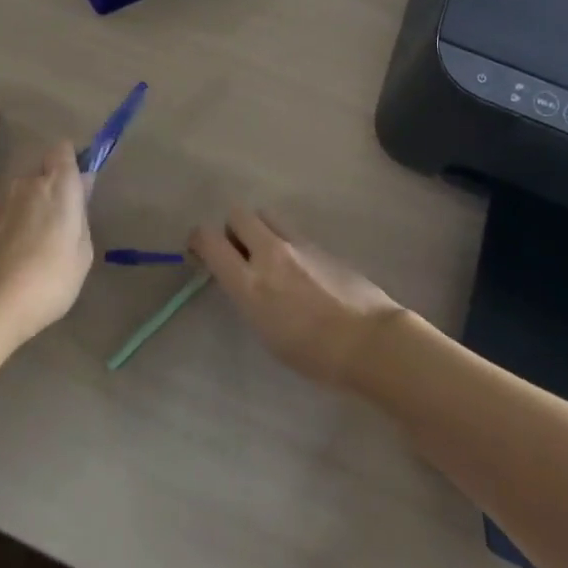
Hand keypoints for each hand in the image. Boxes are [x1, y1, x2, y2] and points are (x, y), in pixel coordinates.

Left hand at [0, 143, 93, 343]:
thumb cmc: (52, 277)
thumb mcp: (84, 251)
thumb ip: (82, 214)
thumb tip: (81, 188)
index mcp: (58, 184)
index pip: (63, 149)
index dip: (70, 161)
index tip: (77, 183)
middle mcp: (28, 183)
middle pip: (41, 173)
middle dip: (50, 189)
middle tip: (59, 223)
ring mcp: (1, 203)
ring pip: (22, 195)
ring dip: (30, 208)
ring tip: (34, 245)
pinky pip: (5, 215)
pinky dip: (11, 227)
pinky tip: (14, 257)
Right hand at [189, 209, 400, 386]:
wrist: (369, 340)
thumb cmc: (314, 354)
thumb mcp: (266, 332)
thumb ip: (249, 295)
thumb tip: (244, 277)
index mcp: (250, 282)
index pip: (209, 239)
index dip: (198, 240)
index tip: (199, 252)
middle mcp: (270, 253)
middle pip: (238, 214)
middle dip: (232, 229)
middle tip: (239, 254)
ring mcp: (297, 243)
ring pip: (266, 215)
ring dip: (260, 230)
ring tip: (269, 258)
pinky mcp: (319, 243)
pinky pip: (291, 231)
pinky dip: (285, 242)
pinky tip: (298, 270)